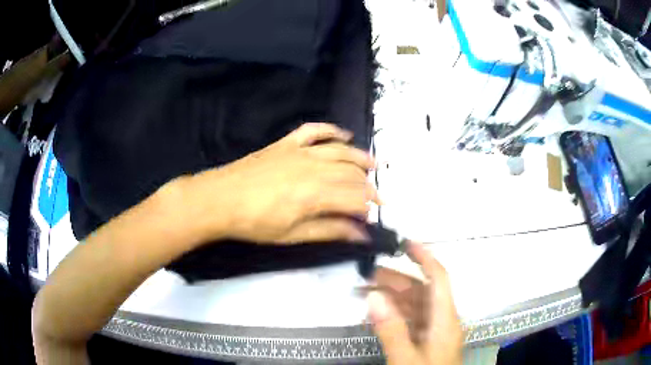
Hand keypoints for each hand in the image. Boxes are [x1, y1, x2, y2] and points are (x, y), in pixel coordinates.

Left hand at [187, 123, 379, 243]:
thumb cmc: (255, 223)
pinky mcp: (286, 143)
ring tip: (374, 165)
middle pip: (351, 173)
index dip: (367, 207)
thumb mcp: (293, 234)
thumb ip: (330, 230)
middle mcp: (314, 167)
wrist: (220, 199)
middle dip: (367, 185)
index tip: (373, 216)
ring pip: (339, 150)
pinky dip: (331, 130)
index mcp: (316, 194)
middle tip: (375, 197)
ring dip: (360, 157)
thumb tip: (361, 234)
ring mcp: (300, 151)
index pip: (354, 197)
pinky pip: (314, 130)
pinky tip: (344, 134)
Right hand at [367, 242, 462, 364]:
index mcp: (445, 320)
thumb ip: (391, 329)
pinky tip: (375, 314)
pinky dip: (393, 314)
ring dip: (391, 297)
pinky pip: (410, 320)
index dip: (425, 258)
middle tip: (366, 274)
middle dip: (396, 279)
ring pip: (414, 305)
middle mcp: (442, 320)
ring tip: (364, 292)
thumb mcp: (406, 358)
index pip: (439, 279)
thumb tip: (374, 296)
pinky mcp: (425, 341)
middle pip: (421, 291)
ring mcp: (434, 331)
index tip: (404, 243)